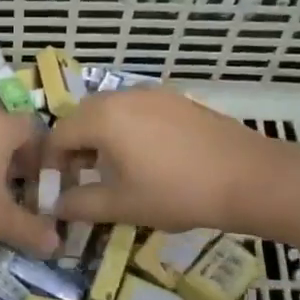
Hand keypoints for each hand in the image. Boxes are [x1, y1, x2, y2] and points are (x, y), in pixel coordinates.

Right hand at [44, 88, 268, 233]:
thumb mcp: (122, 205)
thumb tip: (56, 205)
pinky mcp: (177, 100)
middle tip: (84, 179)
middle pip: (82, 118)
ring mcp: (153, 93)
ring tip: (116, 171)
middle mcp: (122, 96)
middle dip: (75, 149)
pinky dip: (129, 130)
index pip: (58, 135)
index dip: (51, 164)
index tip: (58, 189)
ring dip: (102, 139)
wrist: (248, 177)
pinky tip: (148, 159)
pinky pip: (137, 111)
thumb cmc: (176, 192)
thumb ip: (80, 204)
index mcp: (102, 117)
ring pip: (111, 113)